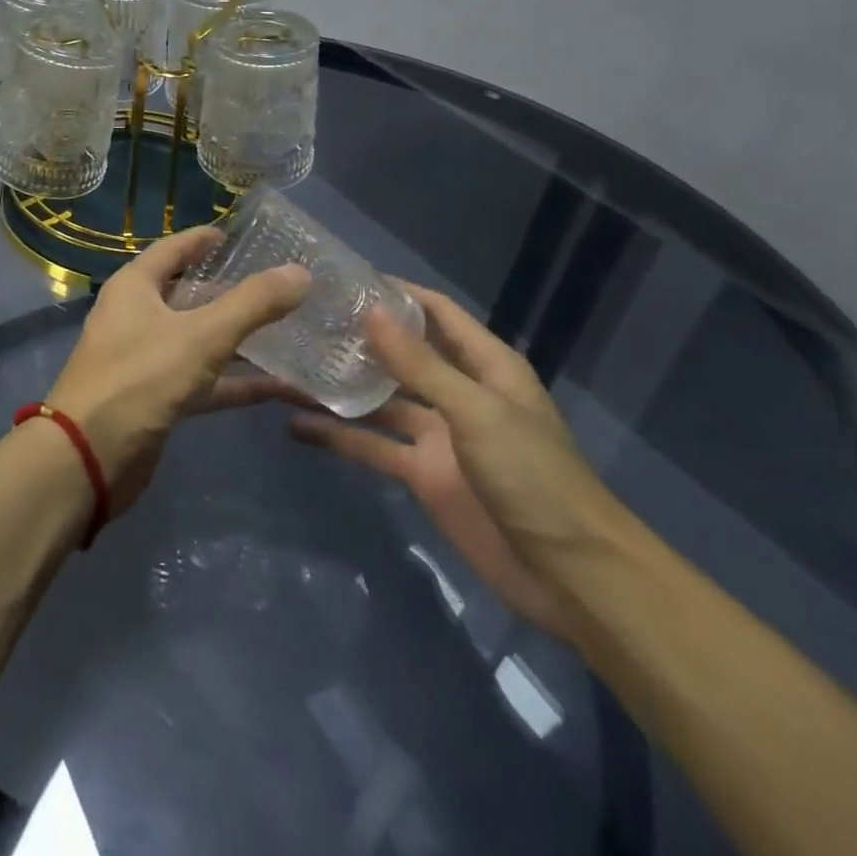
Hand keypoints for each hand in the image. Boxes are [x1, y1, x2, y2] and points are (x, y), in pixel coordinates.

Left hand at [45, 226, 310, 509]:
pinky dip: (236, 382)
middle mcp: (136, 316)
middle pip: (190, 294)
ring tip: (291, 331)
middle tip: (280, 286)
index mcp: (135, 287)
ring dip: (240, 339)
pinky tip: (280, 387)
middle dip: (232, 292)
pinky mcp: (157, 398)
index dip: (205, 240)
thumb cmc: (139, 379)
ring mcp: (145, 359)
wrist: (88, 458)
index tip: (242, 235)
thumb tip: (300, 272)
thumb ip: (252, 304)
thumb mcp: (201, 336)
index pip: (174, 249)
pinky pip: (203, 380)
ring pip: (199, 339)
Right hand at [287, 283, 632, 641]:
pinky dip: (338, 437)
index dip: (397, 293)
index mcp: (485, 366)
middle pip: (402, 355)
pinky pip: (373, 447)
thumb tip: (370, 312)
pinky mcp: (422, 474)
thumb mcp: (476, 412)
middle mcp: (458, 392)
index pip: (436, 313)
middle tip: (302, 319)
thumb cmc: (533, 477)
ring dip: (339, 388)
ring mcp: (438, 435)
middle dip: (358, 338)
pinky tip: (296, 426)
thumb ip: (420, 365)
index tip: (345, 279)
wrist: (570, 576)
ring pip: (379, 401)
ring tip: (286, 368)